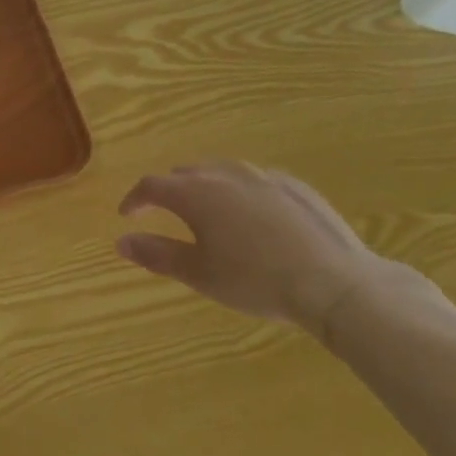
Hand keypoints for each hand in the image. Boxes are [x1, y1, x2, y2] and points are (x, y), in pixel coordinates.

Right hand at [116, 160, 412, 334]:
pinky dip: (241, 193)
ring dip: (206, 187)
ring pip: (221, 172)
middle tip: (166, 214)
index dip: (135, 199)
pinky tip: (254, 216)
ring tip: (208, 211)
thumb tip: (121, 241)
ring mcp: (263, 176)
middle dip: (170, 191)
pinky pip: (255, 181)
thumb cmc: (256, 280)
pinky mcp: (294, 186)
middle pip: (186, 174)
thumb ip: (157, 254)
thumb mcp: (200, 274)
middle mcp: (224, 174)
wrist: (335, 283)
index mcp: (195, 193)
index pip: (151, 185)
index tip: (128, 215)